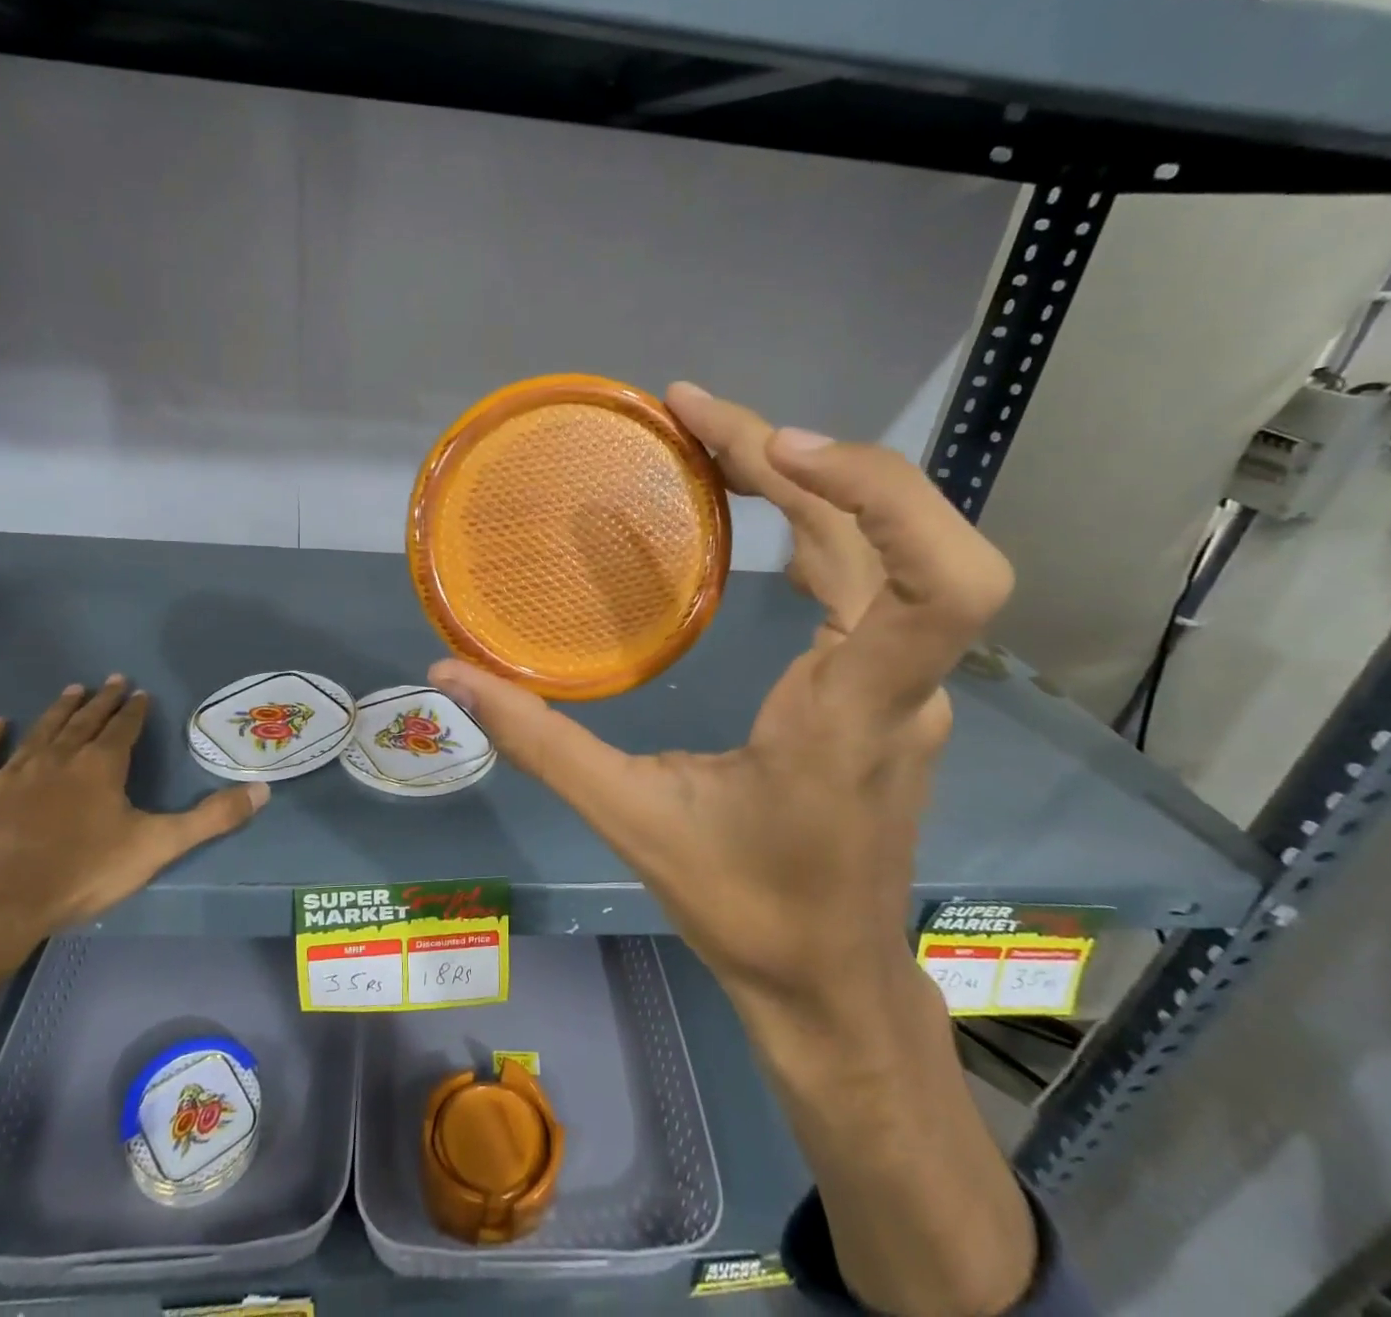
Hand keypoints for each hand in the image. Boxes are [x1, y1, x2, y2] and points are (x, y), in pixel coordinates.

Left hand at [0, 676, 267, 967]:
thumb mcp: (157, 847)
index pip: (123, 729)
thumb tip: (263, 790)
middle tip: (111, 680)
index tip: (140, 692)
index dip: (134, 710)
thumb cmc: (78, 875)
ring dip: (58, 711)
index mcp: (101, 768)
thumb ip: (211, 819)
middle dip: (101, 701)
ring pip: (40, 732)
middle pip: (83, 722)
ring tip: (71, 689)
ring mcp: (9, 776)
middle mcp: (57, 760)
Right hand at [429, 383, 1013, 1016]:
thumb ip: (539, 742)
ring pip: (880, 546)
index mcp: (852, 715)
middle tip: (690, 410)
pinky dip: (811, 516)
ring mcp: (900, 681)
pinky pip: (865, 575)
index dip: (882, 494)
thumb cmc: (744, 908)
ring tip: (706, 435)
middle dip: (798, 454)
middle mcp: (898, 683)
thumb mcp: (630, 821)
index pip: (941, 585)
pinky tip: (748, 498)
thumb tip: (449, 675)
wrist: (830, 979)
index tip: (779, 448)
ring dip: (803, 475)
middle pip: (891, 533)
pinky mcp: (884, 683)